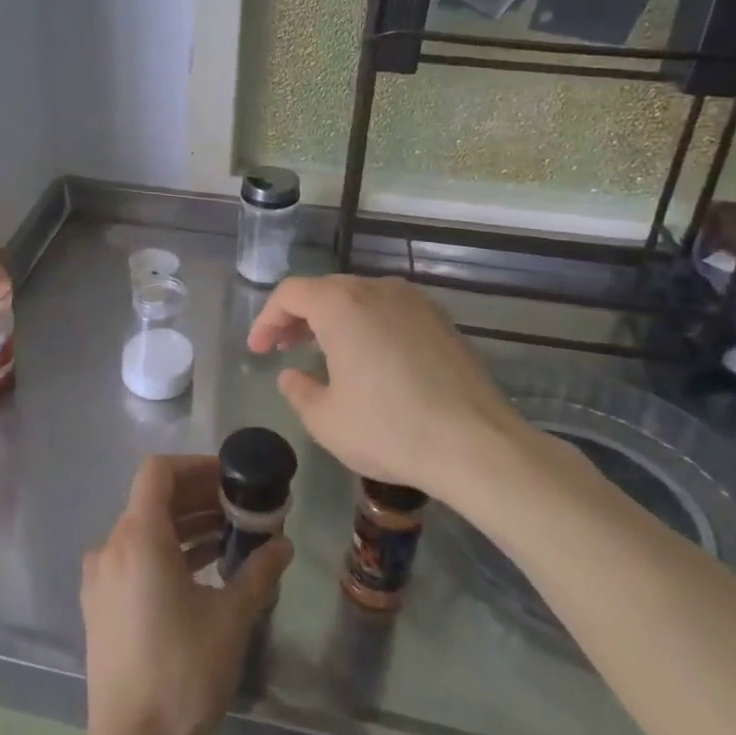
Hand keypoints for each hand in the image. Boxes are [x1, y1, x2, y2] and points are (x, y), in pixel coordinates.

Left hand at [79, 455, 291, 734]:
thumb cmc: (183, 672)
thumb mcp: (231, 618)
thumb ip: (258, 572)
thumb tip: (284, 545)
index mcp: (138, 537)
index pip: (158, 472)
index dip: (194, 466)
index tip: (228, 478)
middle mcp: (111, 547)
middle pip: (152, 500)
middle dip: (197, 498)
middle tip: (238, 509)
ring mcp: (100, 577)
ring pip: (143, 531)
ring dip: (184, 527)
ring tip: (227, 539)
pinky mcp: (99, 605)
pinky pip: (133, 560)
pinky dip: (165, 554)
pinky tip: (200, 574)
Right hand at [247, 275, 550, 510]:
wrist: (476, 444)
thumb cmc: (390, 429)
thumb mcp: (326, 420)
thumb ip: (298, 391)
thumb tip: (292, 375)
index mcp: (341, 305)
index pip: (290, 294)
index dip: (267, 319)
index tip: (258, 350)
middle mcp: (377, 290)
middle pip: (325, 290)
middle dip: (298, 317)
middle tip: (283, 348)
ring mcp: (414, 302)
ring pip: (359, 298)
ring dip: (333, 319)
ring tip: (322, 352)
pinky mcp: (441, 321)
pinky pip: (389, 311)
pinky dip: (366, 325)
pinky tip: (368, 360)